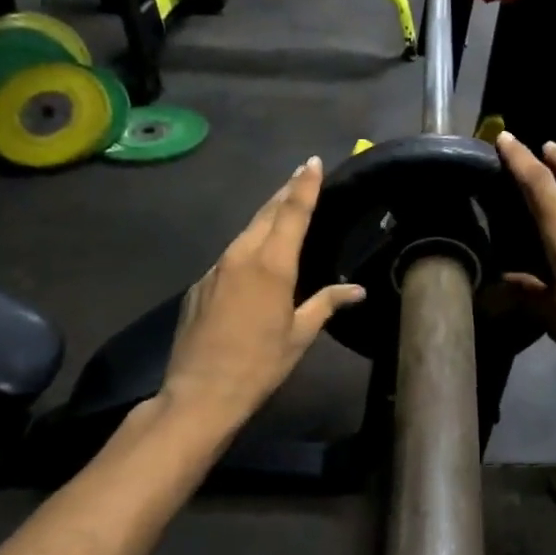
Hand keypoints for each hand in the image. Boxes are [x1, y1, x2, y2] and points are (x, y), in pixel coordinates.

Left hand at [161, 157, 363, 428]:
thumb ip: (326, 303)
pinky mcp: (198, 285)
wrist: (200, 392)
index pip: (292, 212)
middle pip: (266, 213)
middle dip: (284, 193)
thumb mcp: (299, 335)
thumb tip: (357, 290)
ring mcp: (215, 269)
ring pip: (244, 232)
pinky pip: (228, 257)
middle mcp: (241, 256)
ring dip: (264, 218)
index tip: (312, 162)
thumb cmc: (260, 365)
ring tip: (280, 209)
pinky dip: (245, 248)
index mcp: (272, 265)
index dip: (304, 185)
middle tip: (299, 176)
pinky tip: (252, 260)